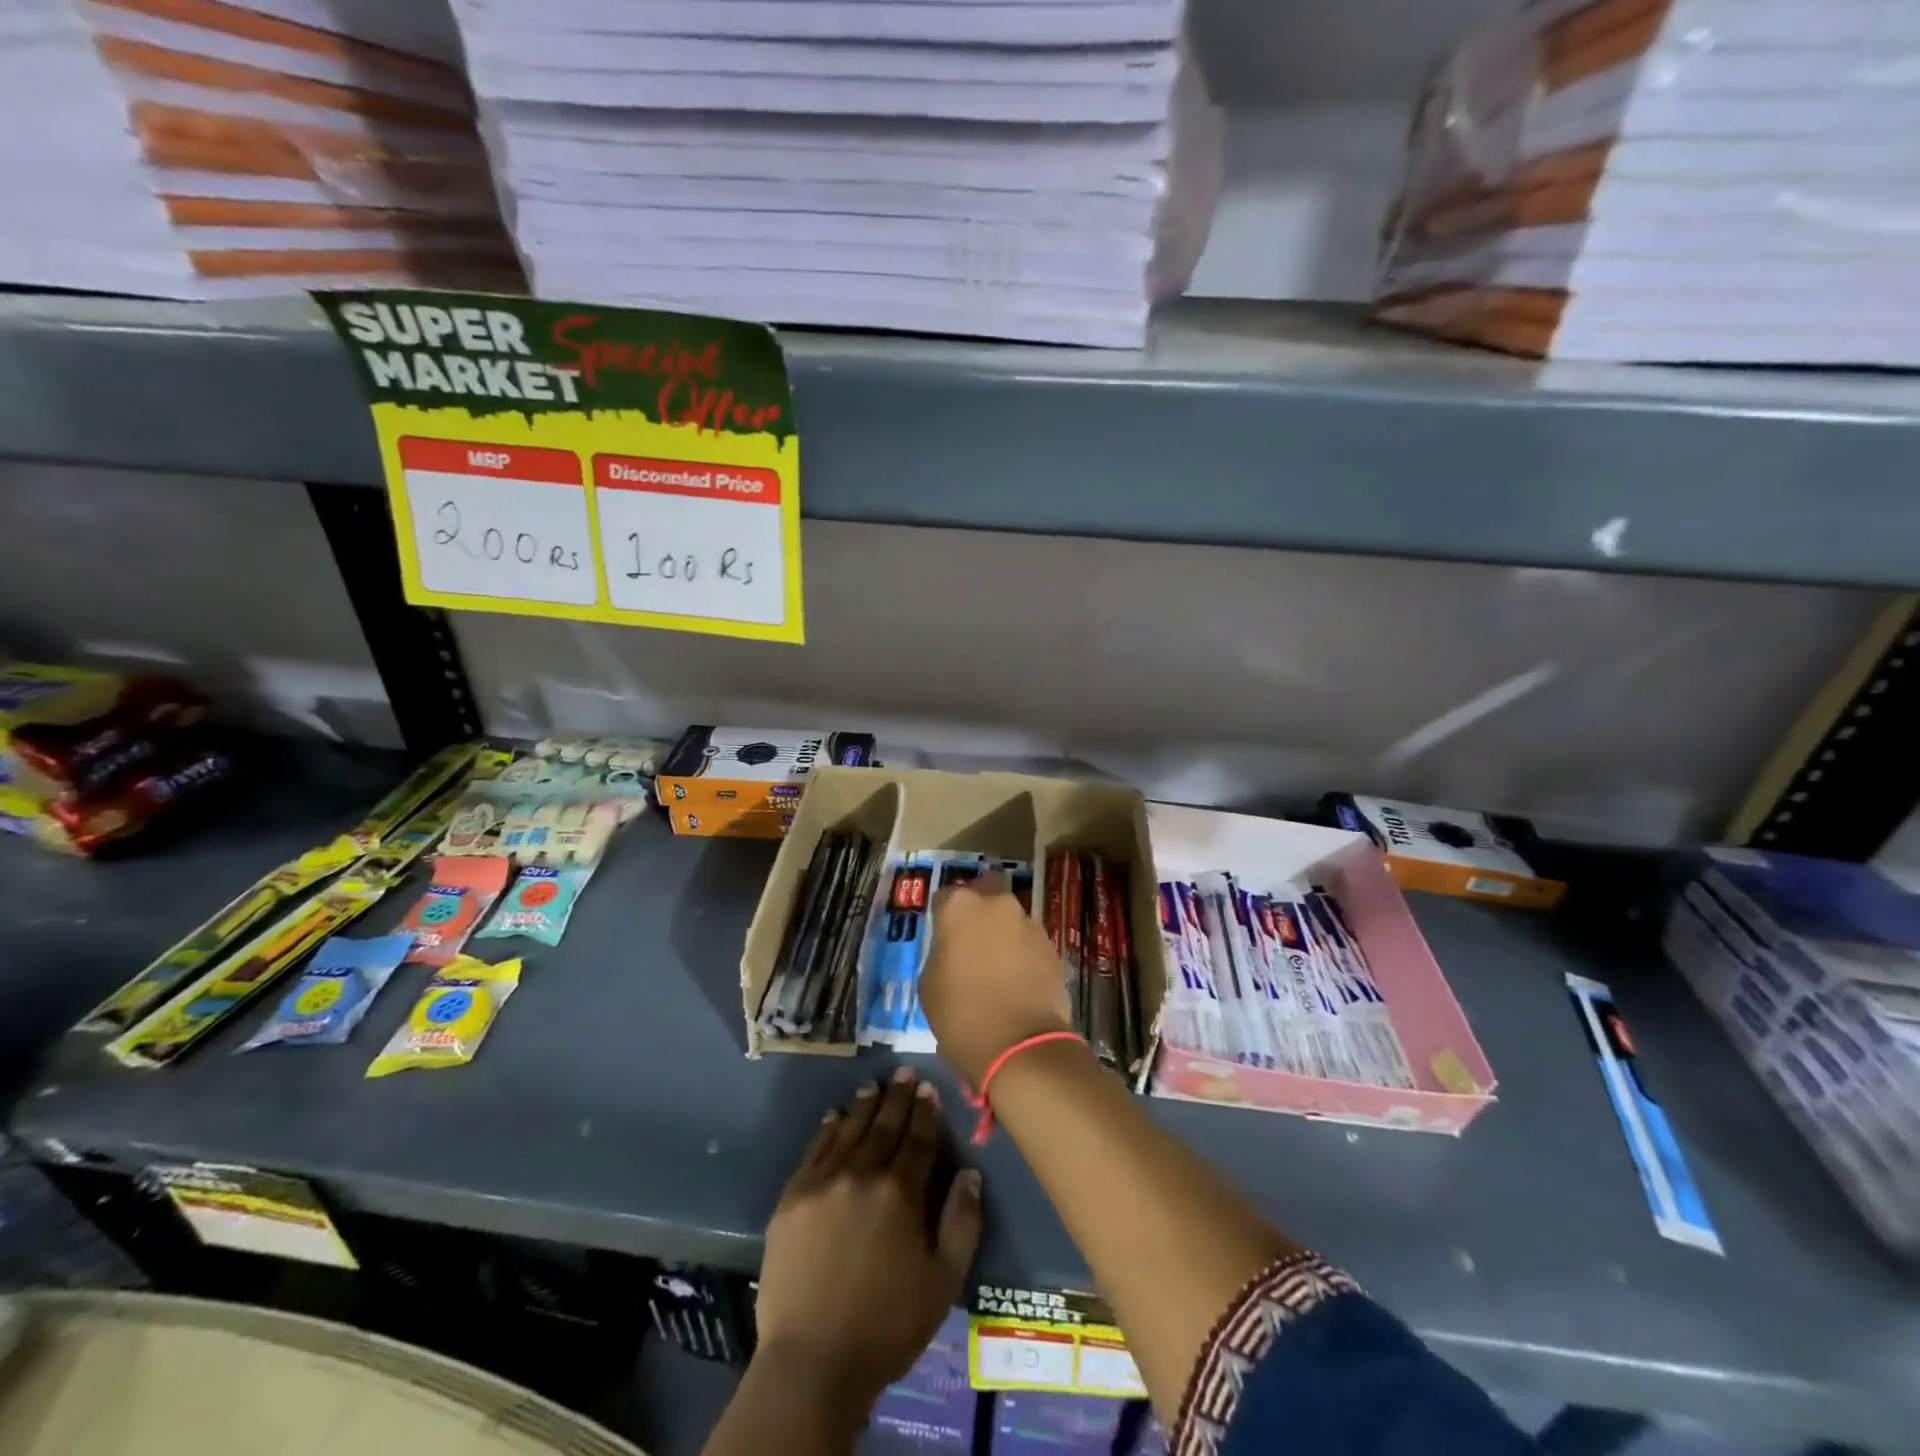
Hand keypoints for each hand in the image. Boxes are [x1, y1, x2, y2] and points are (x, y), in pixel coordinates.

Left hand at [754, 1069, 982, 1412]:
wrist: (813, 1361)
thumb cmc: (887, 1325)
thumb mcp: (944, 1281)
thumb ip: (962, 1222)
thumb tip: (969, 1172)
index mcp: (901, 1192)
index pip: (918, 1139)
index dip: (926, 1112)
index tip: (929, 1089)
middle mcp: (862, 1173)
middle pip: (884, 1126)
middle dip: (898, 1097)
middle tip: (904, 1072)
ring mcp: (823, 1182)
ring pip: (849, 1130)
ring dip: (864, 1105)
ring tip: (874, 1086)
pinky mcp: (792, 1197)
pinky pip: (814, 1150)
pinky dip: (827, 1128)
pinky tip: (835, 1116)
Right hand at [921, 874, 1072, 1086]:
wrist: (1021, 1046)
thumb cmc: (961, 1014)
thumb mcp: (929, 984)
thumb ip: (941, 953)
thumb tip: (954, 951)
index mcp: (961, 907)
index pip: (946, 898)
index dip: (943, 917)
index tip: (942, 937)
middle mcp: (998, 905)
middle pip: (986, 896)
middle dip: (980, 912)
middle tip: (972, 943)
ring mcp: (1030, 924)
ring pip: (1010, 920)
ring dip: (1003, 935)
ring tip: (997, 969)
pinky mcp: (1052, 948)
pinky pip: (1029, 944)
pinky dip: (1022, 956)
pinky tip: (1016, 983)